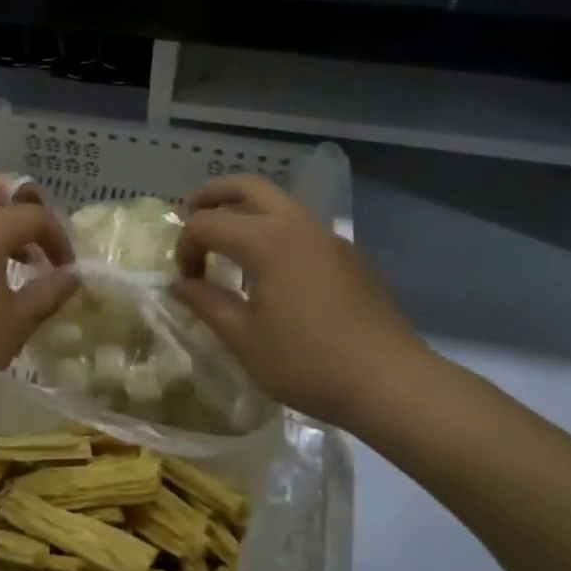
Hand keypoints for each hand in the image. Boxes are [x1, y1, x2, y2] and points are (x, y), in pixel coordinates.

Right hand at [171, 175, 432, 431]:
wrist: (391, 384)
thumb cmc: (308, 362)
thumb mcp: (244, 338)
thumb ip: (206, 303)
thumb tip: (179, 284)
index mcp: (267, 241)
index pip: (208, 224)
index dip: (185, 247)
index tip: (184, 280)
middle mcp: (298, 226)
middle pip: (249, 187)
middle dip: (213, 195)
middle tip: (189, 213)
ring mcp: (329, 238)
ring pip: (280, 202)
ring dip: (246, 210)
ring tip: (226, 241)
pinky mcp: (349, 257)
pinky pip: (301, 226)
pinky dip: (273, 229)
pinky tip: (268, 268)